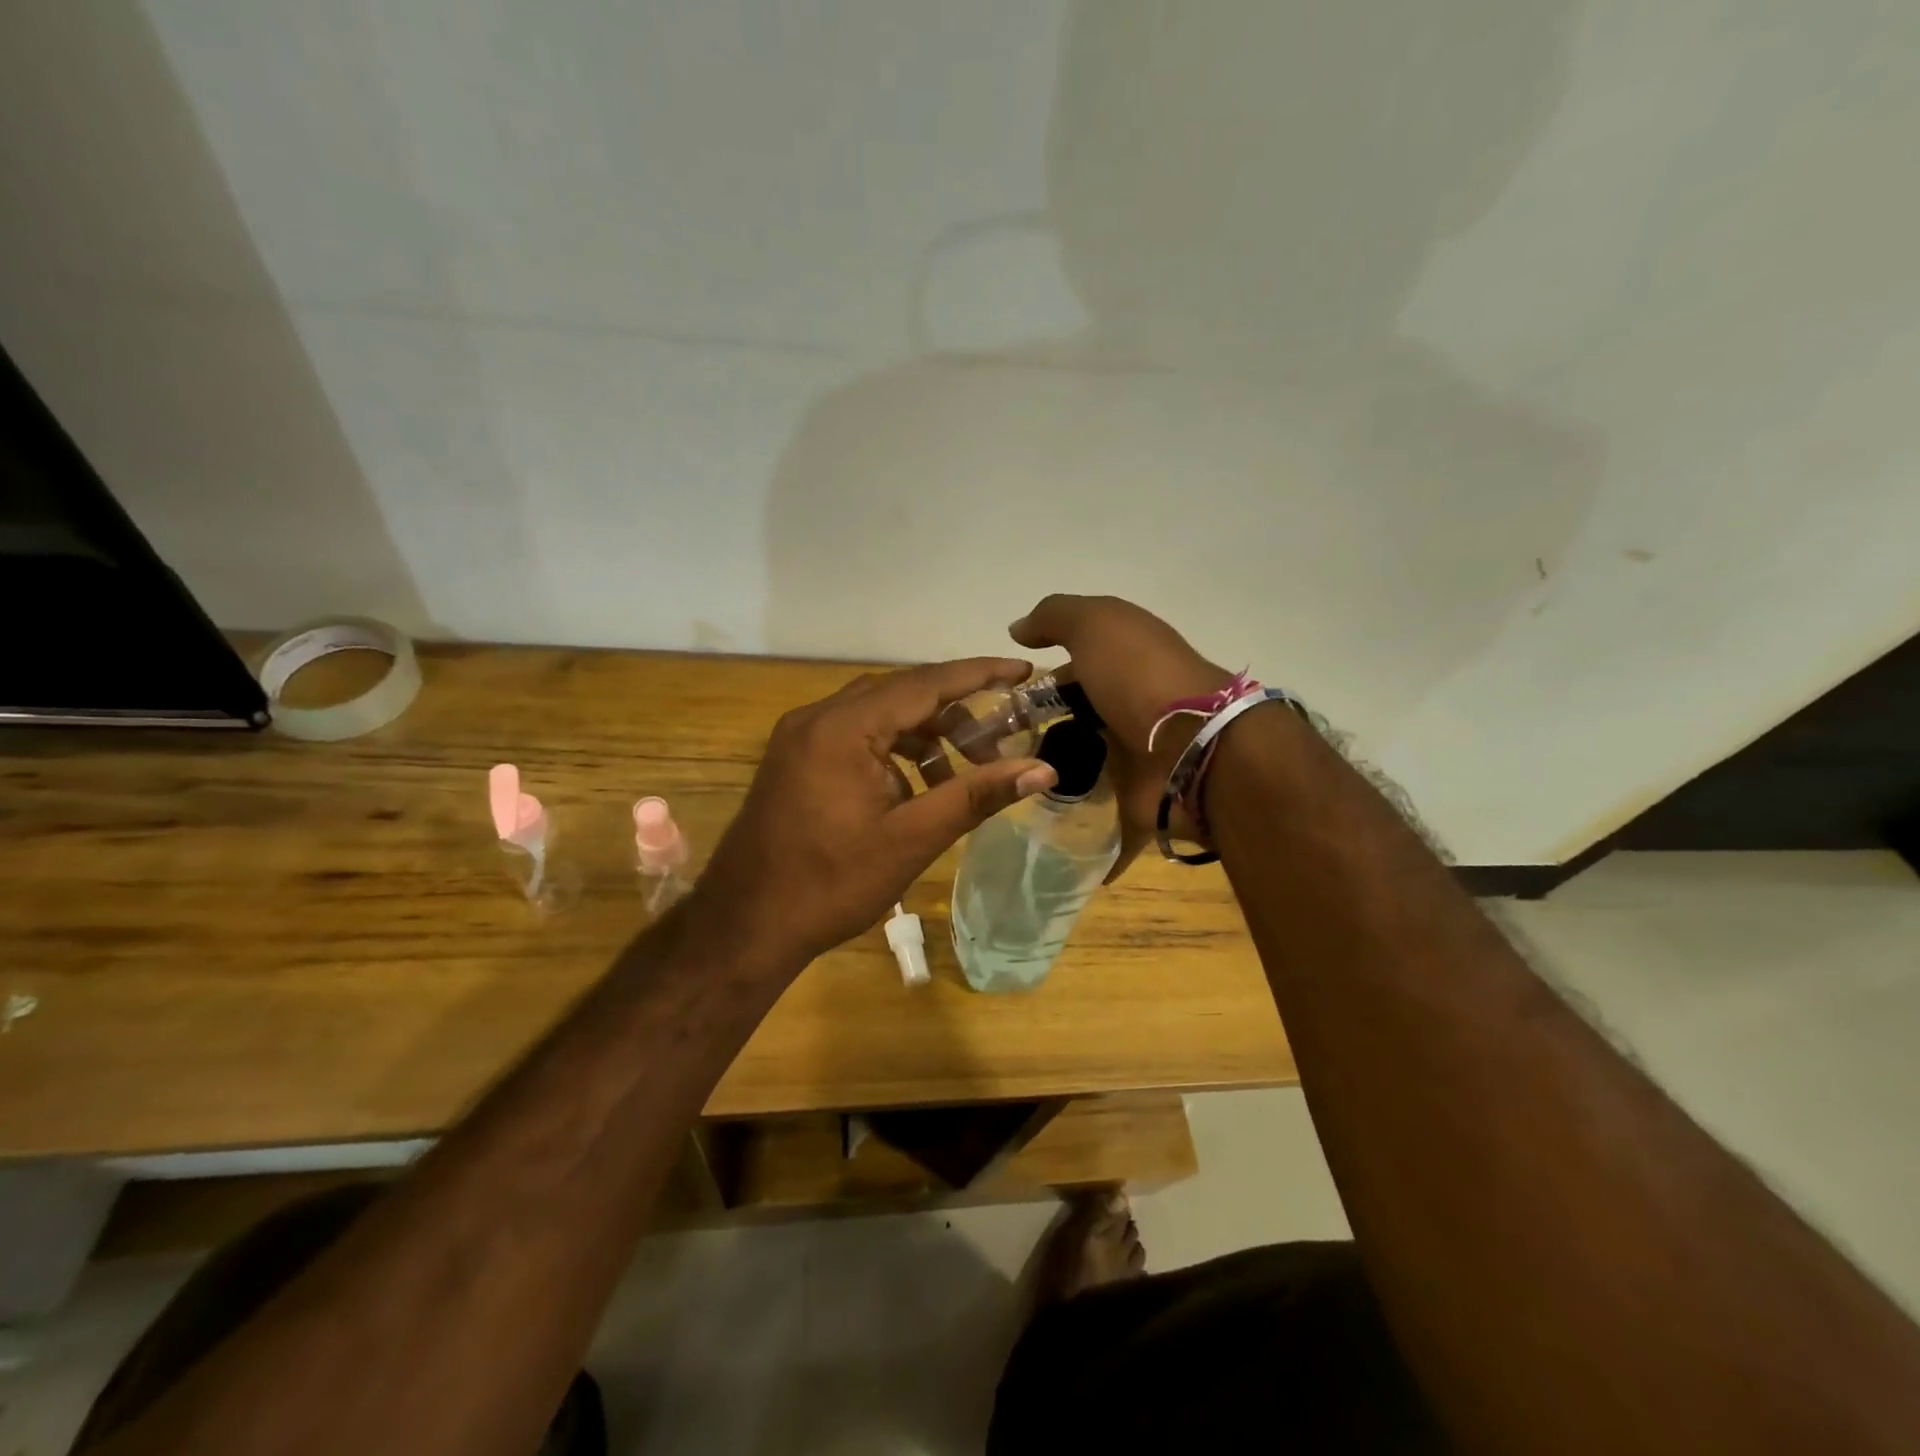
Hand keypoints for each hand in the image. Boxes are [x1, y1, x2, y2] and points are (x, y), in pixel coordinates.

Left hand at [689, 659, 1059, 972]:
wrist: (744, 926)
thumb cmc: (830, 884)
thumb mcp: (912, 839)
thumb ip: (977, 796)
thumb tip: (1043, 769)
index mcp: (843, 728)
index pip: (925, 683)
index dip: (979, 674)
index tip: (1023, 670)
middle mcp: (817, 717)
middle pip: (902, 695)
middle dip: (955, 716)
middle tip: (999, 745)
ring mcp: (800, 737)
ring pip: (878, 716)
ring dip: (924, 738)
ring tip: (961, 778)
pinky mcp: (795, 759)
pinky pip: (855, 736)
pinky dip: (893, 753)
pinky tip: (914, 791)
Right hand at [1010, 595, 1231, 877]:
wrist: (1193, 747)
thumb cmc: (1140, 676)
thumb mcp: (1097, 624)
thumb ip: (1056, 617)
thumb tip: (1018, 628)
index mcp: (1127, 662)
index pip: (1075, 665)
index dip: (1040, 676)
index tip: (1004, 698)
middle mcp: (1132, 705)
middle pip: (1077, 715)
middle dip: (1039, 728)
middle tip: (993, 747)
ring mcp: (1137, 755)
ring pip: (1083, 764)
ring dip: (1051, 773)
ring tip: (1004, 783)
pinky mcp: (1136, 801)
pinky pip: (1100, 814)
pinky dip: (1077, 823)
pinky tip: (1038, 826)